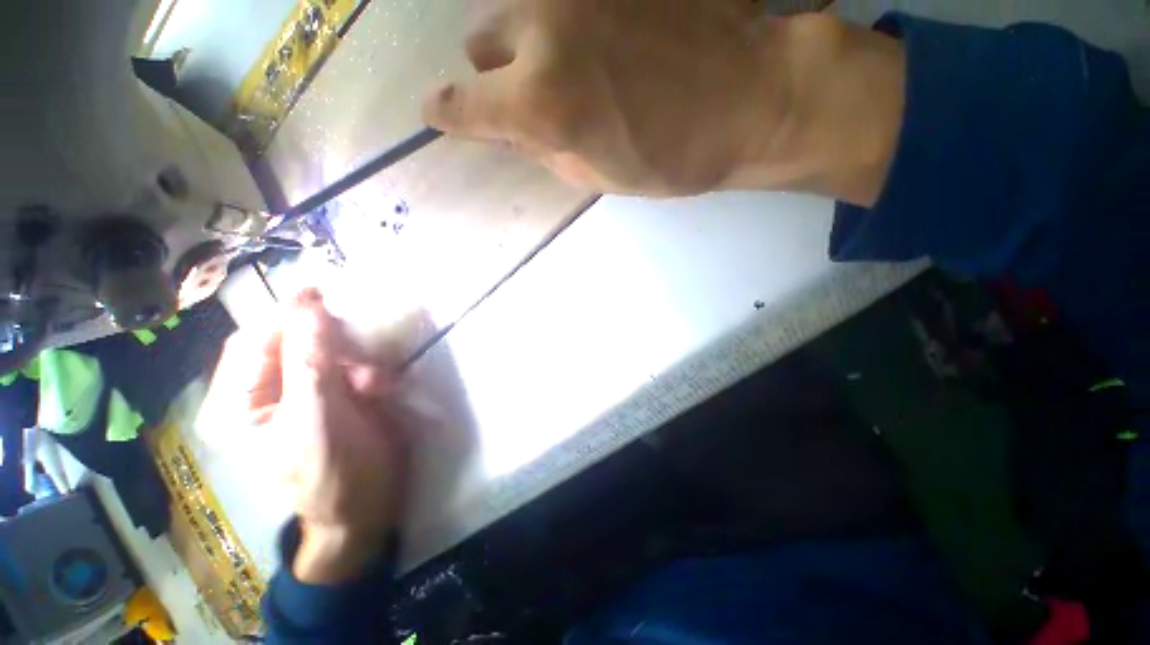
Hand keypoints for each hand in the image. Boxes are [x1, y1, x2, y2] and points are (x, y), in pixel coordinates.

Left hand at [218, 289, 407, 584]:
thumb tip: (309, 301)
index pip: (253, 341)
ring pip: (327, 351)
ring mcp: (304, 392)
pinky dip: (369, 371)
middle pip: (291, 341)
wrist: (368, 504)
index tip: (323, 294)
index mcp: (238, 403)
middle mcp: (265, 392)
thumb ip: (311, 360)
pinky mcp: (336, 393)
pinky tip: (383, 388)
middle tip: (360, 345)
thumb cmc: (332, 471)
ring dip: (356, 359)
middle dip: (330, 342)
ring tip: (377, 381)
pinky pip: (350, 365)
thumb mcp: (318, 416)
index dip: (286, 315)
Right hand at [423, 0, 904, 204]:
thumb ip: (543, 150)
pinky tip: (606, 40)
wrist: (751, 97)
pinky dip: (567, 22)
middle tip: (536, 93)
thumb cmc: (672, 157)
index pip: (463, 105)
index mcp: (542, 103)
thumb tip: (511, 131)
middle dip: (498, 73)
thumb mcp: (596, 175)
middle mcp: (542, 30)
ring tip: (575, 65)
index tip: (440, 113)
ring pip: (516, 10)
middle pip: (482, 42)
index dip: (447, 112)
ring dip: (528, 42)